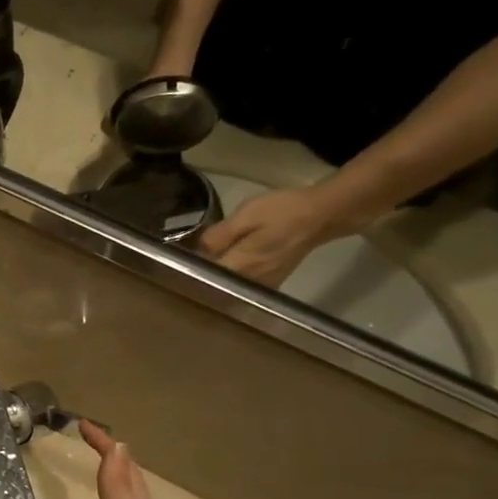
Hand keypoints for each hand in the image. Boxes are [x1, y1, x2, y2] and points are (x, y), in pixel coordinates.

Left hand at [194, 184, 345, 287]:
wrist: (320, 216)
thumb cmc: (281, 212)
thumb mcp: (245, 215)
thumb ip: (219, 235)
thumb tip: (197, 250)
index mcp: (241, 267)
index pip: (204, 278)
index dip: (189, 269)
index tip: (178, 259)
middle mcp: (250, 283)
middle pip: (214, 285)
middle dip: (200, 273)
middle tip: (187, 257)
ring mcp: (263, 286)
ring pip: (228, 286)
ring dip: (215, 275)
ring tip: (203, 259)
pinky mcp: (271, 283)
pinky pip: (242, 284)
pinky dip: (231, 276)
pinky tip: (225, 262)